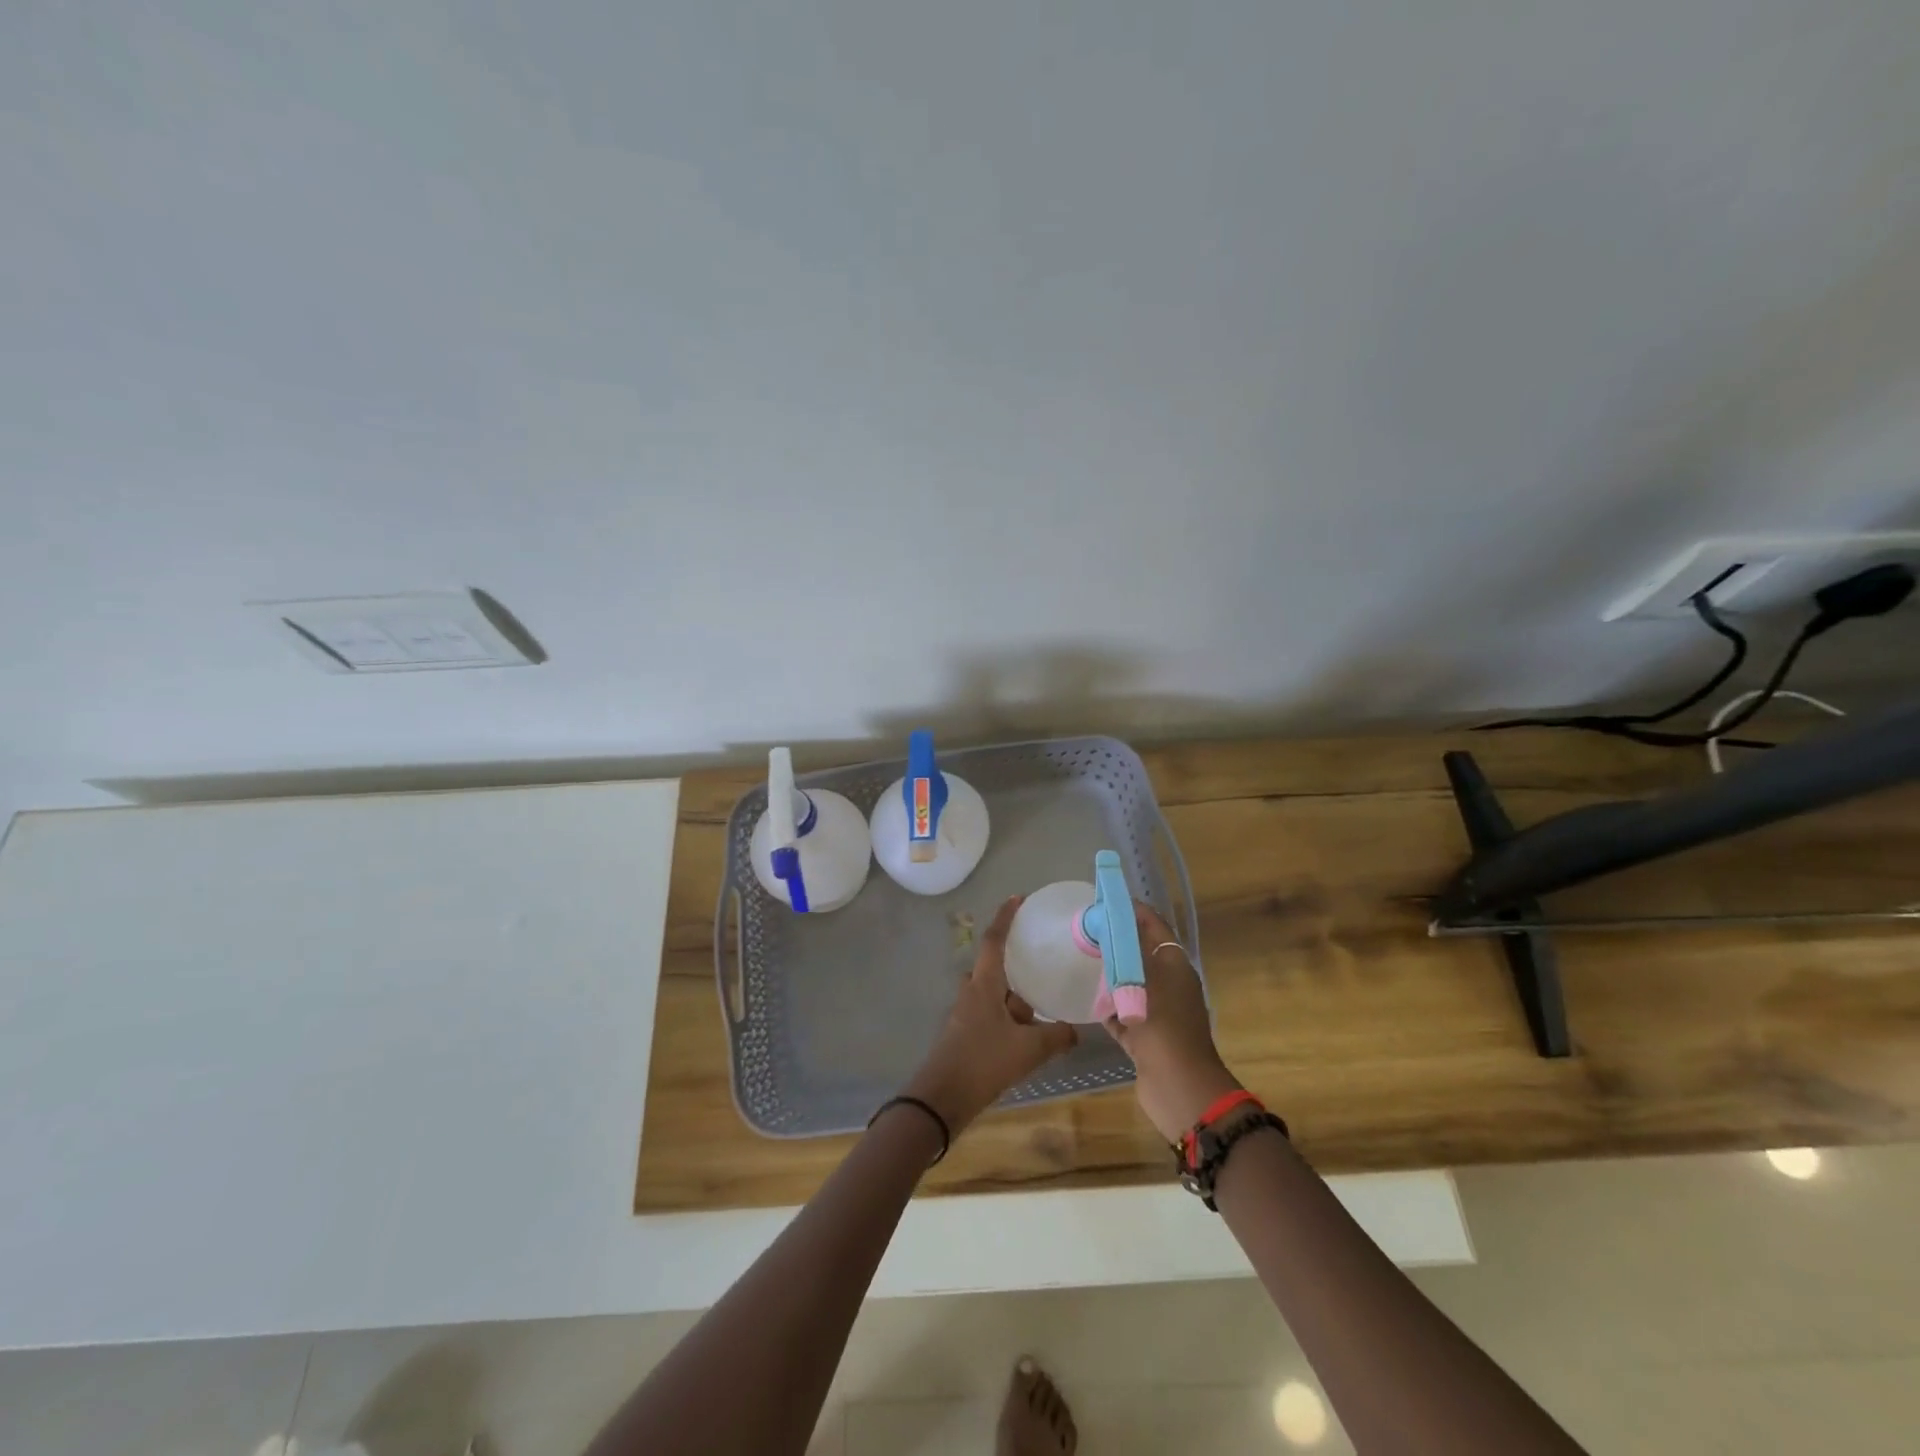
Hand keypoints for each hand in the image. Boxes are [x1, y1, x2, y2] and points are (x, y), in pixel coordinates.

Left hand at [904, 896, 1077, 1133]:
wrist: (941, 1098)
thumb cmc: (983, 1061)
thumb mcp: (1028, 1050)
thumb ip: (1056, 1037)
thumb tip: (1076, 1031)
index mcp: (984, 983)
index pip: (995, 940)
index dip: (1006, 917)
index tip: (1018, 899)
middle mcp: (972, 991)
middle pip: (995, 968)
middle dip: (1017, 967)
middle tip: (1043, 964)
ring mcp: (966, 1012)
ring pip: (995, 994)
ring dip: (1015, 998)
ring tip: (1043, 1005)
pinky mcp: (965, 1033)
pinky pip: (991, 1013)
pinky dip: (1009, 1017)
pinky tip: (1028, 1035)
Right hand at [1102, 900, 1241, 1141]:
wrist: (1179, 1088)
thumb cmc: (1163, 1026)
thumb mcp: (1143, 980)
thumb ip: (1125, 951)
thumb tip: (1110, 922)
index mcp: (1176, 966)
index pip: (1154, 926)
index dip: (1133, 911)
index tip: (1103, 901)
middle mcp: (1170, 985)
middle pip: (1141, 954)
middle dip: (1116, 941)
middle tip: (1085, 930)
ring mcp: (1158, 1013)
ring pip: (1131, 984)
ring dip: (1110, 974)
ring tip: (1080, 960)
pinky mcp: (1145, 1037)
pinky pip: (1123, 1014)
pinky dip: (1108, 1007)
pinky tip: (1086, 1000)